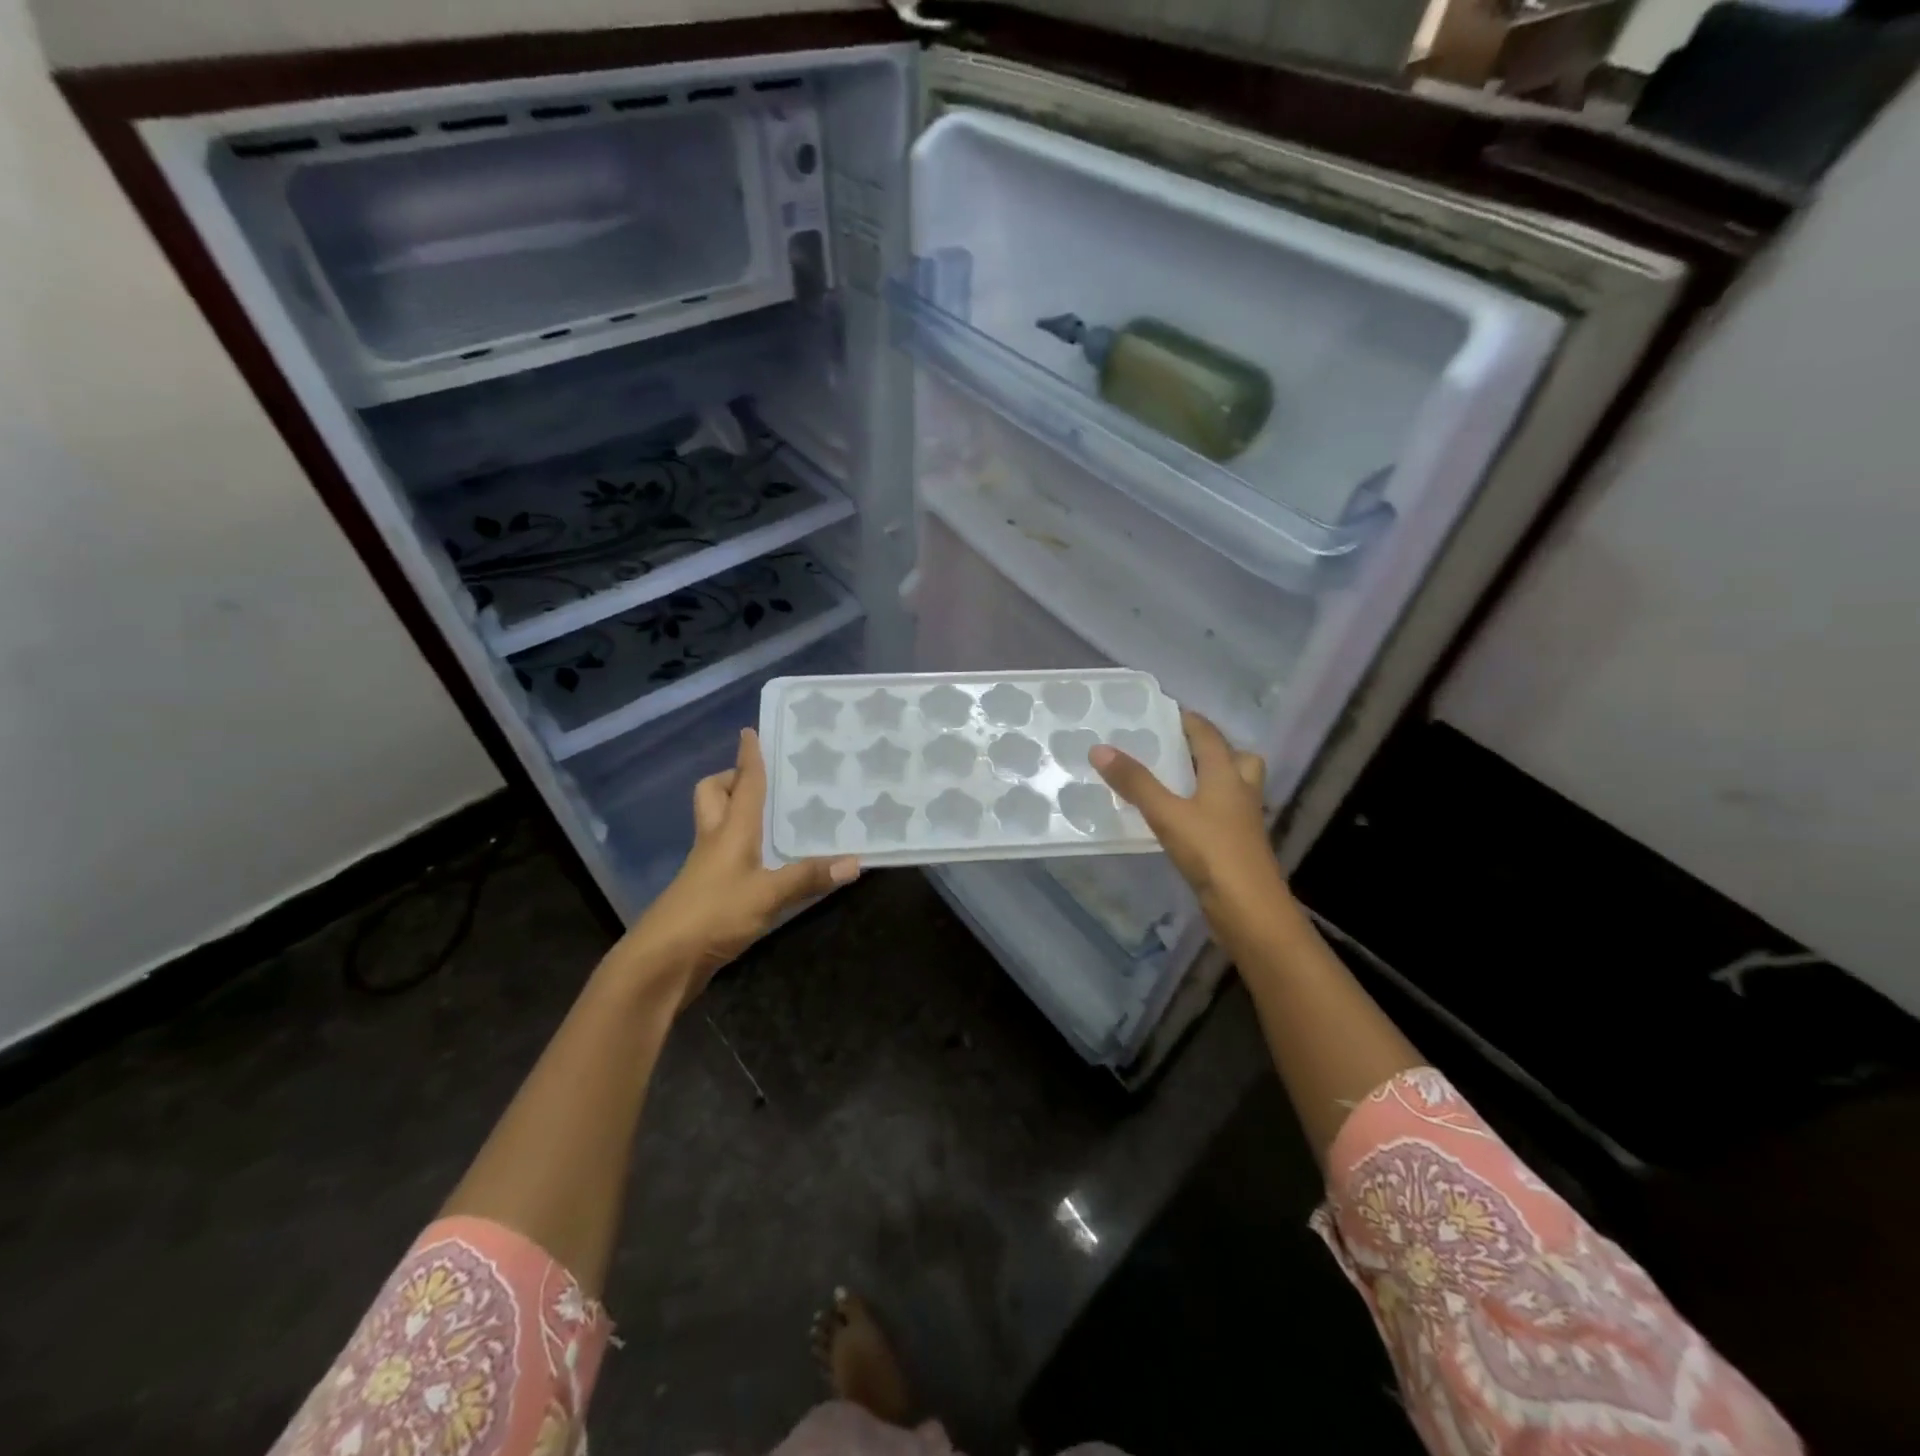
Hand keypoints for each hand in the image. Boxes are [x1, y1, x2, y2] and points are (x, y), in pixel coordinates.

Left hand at [608, 728, 859, 1009]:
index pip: (743, 784)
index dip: (748, 757)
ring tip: (774, 817)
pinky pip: (724, 855)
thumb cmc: (713, 915)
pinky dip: (743, 849)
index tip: (750, 731)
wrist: (661, 962)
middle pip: (713, 796)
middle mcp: (714, 841)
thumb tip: (855, 862)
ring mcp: (706, 868)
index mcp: (729, 831)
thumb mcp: (768, 896)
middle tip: (761, 781)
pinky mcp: (705, 893)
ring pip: (716, 824)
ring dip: (737, 813)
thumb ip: (808, 877)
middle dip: (731, 780)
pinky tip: (767, 864)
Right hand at [1091, 709, 1291, 938]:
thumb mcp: (1166, 813)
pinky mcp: (1238, 846)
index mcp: (1227, 775)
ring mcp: (1243, 821)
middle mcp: (1241, 792)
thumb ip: (1135, 782)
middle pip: (1237, 759)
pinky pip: (1224, 815)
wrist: (1249, 909)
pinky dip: (1207, 808)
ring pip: (1234, 788)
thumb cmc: (1211, 852)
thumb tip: (1100, 748)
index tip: (1165, 712)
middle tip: (1178, 749)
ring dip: (1212, 779)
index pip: (1209, 736)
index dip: (1190, 721)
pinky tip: (1181, 819)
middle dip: (1212, 749)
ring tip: (1177, 781)